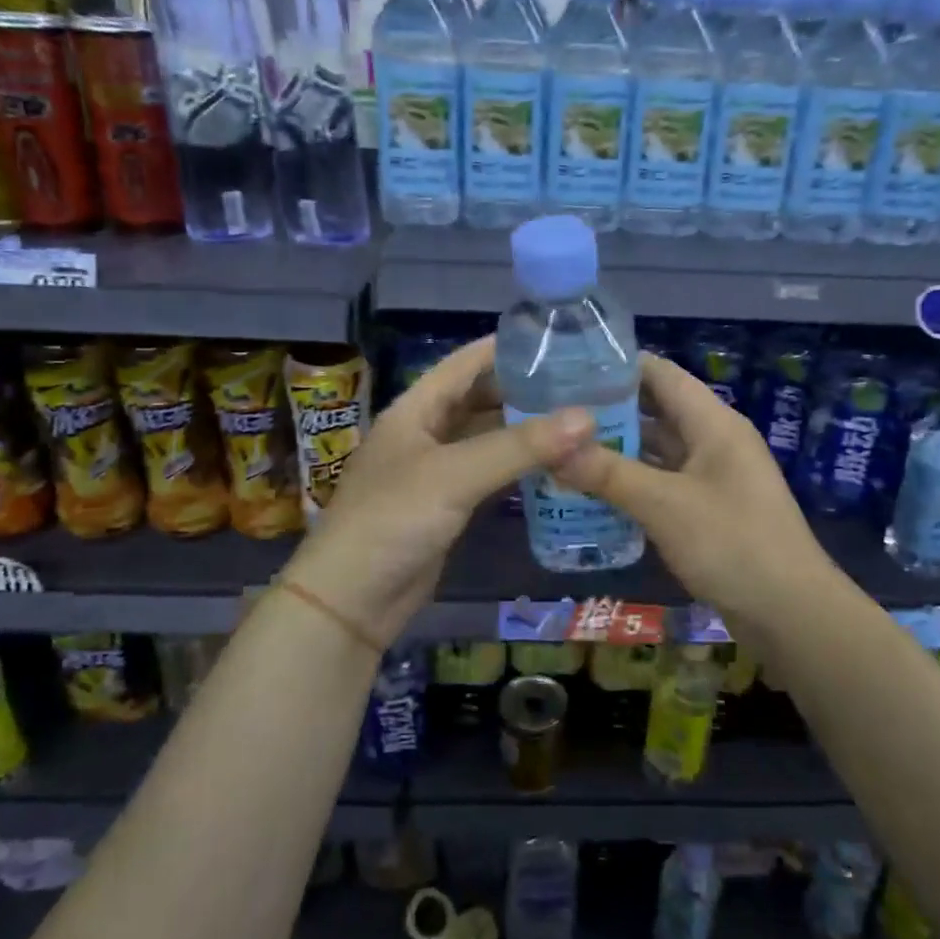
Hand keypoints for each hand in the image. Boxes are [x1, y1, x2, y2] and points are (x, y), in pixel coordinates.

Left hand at [280, 335, 593, 648]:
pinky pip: (489, 472)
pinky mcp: (447, 504)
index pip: (465, 363)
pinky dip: (518, 465)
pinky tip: (553, 463)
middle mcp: (425, 432)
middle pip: (479, 397)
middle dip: (524, 388)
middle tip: (580, 382)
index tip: (557, 339)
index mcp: (415, 409)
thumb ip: (519, 446)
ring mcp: (435, 470)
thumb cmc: (392, 521)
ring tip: (577, 417)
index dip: (506, 347)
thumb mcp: (455, 476)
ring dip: (525, 428)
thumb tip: (587, 417)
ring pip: (487, 436)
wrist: (352, 600)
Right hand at [551, 353, 830, 633]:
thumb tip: (551, 448)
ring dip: (616, 450)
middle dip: (608, 411)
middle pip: (656, 411)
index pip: (661, 374)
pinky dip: (632, 484)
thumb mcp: (664, 504)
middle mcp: (714, 441)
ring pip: (657, 451)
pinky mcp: (708, 510)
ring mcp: (713, 477)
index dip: (616, 366)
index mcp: (713, 422)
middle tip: (552, 414)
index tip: (565, 369)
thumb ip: (608, 473)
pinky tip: (592, 493)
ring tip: (561, 450)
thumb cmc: (732, 544)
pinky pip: (663, 484)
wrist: (790, 612)